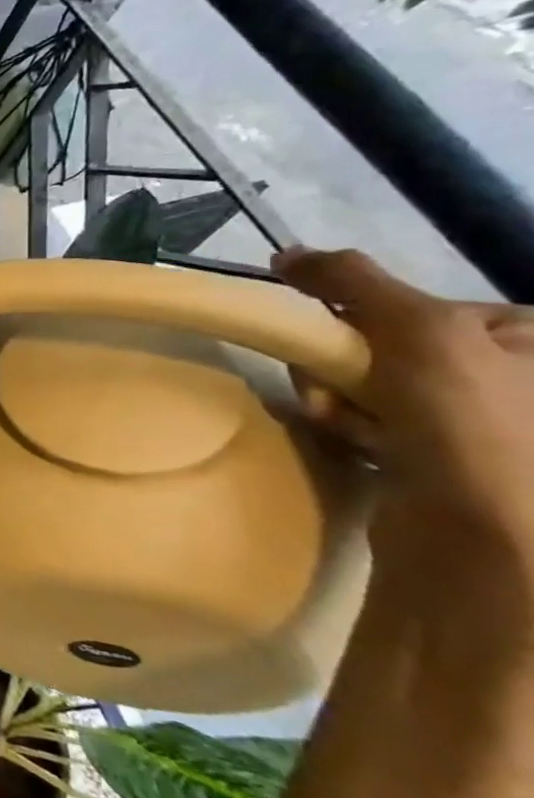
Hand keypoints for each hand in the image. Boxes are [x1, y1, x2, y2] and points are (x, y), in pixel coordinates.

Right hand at [274, 247, 533, 576]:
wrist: (489, 544)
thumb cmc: (475, 427)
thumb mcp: (420, 331)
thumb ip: (353, 281)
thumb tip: (288, 253)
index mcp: (533, 341)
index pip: (419, 305)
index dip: (365, 317)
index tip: (341, 337)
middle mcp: (517, 378)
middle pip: (386, 343)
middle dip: (343, 362)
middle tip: (337, 387)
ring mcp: (483, 424)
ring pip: (370, 383)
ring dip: (338, 396)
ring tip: (342, 421)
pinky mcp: (445, 460)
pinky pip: (373, 420)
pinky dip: (348, 425)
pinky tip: (352, 440)